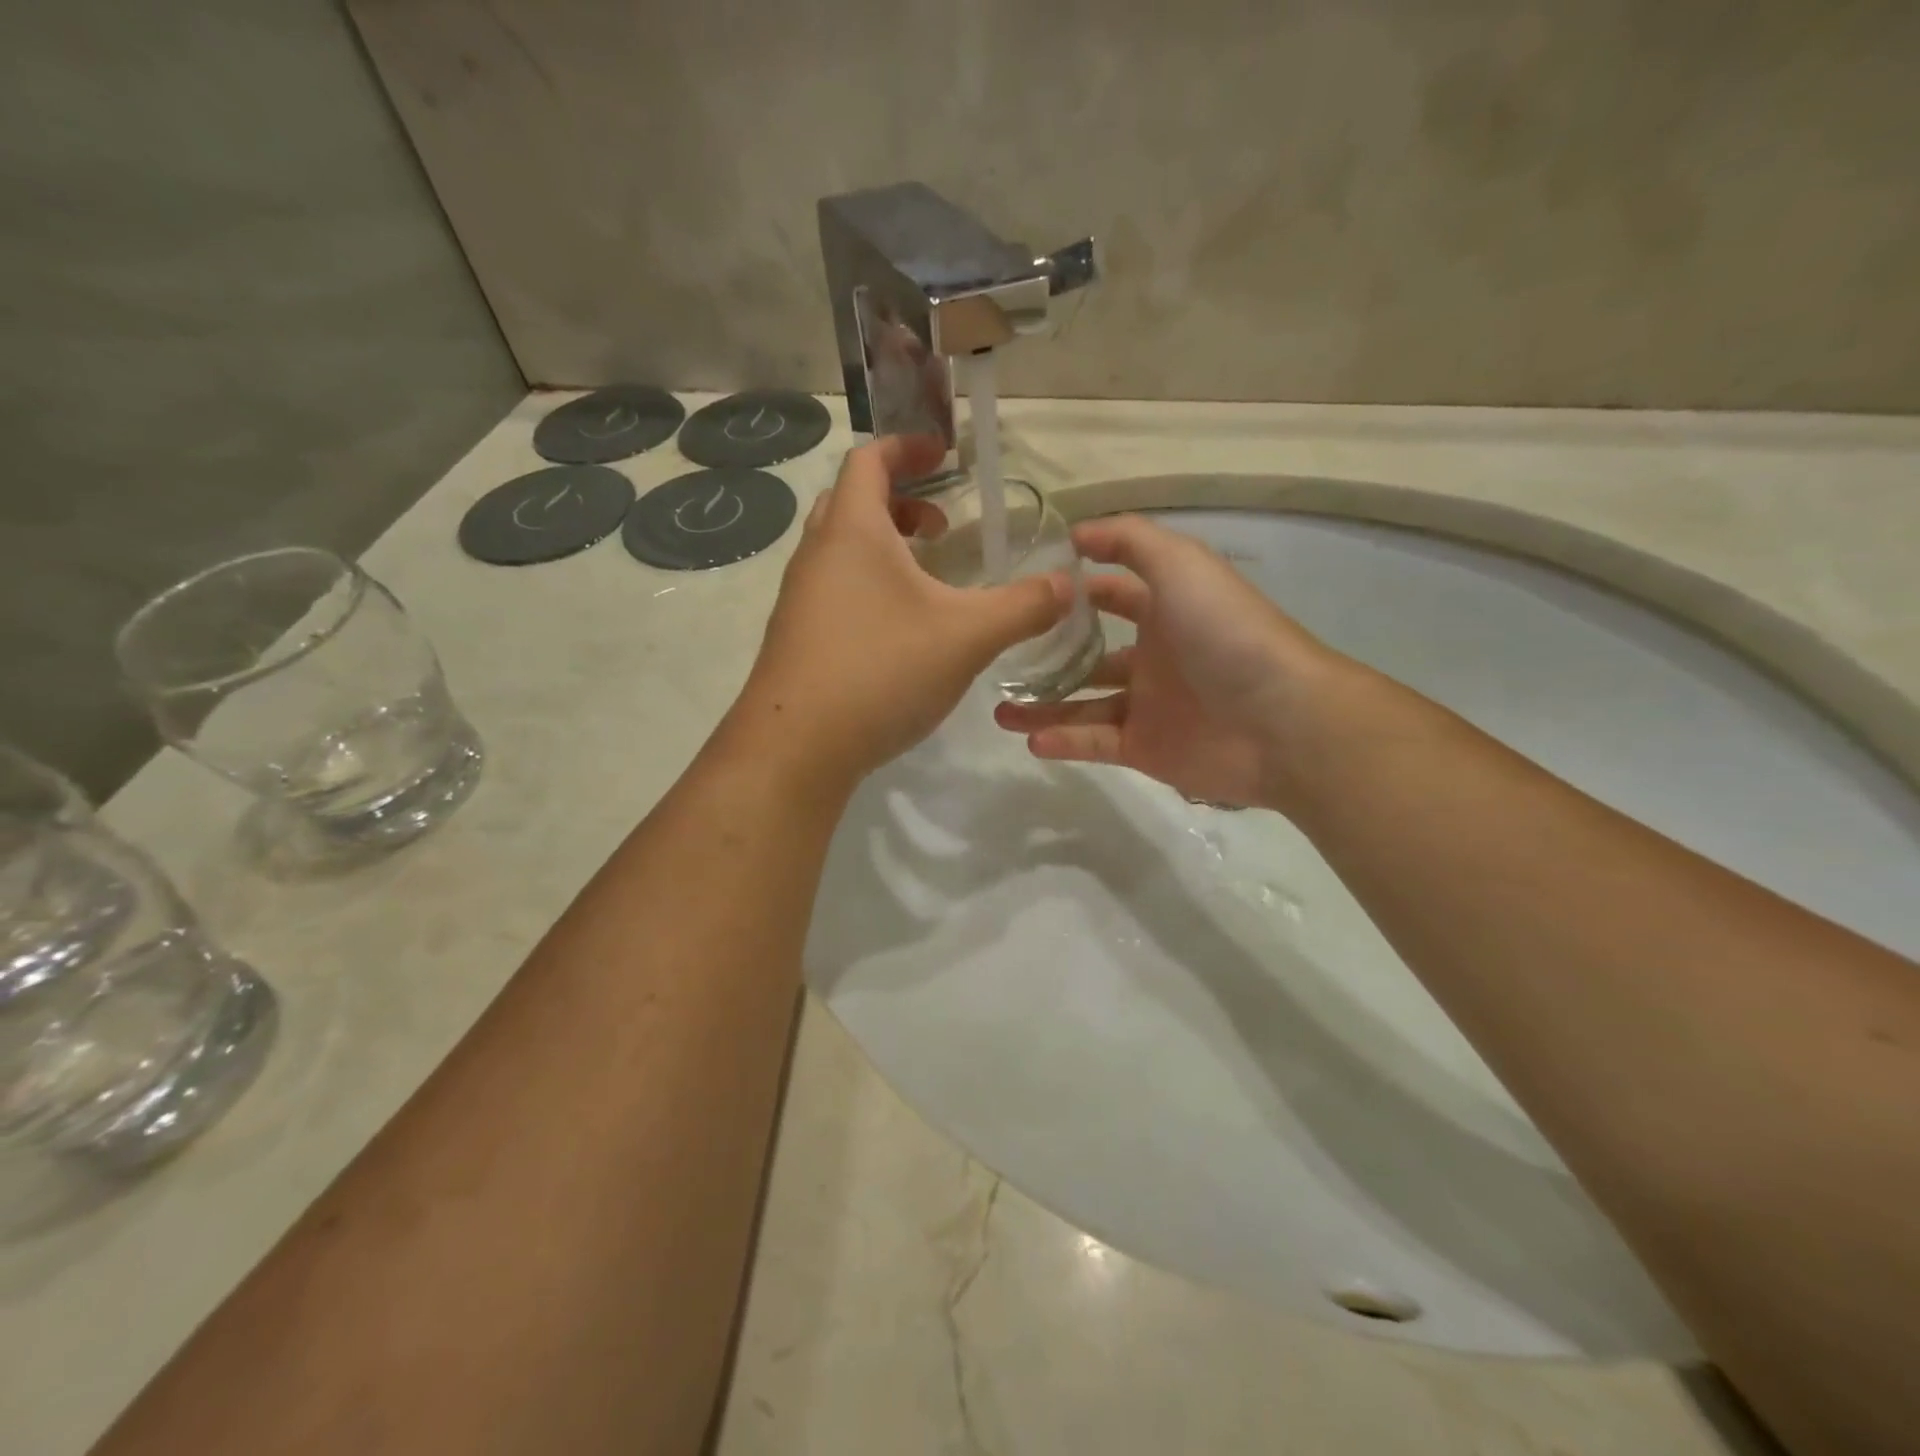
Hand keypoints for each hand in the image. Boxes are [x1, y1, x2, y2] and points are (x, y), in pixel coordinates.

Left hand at [729, 437, 1069, 790]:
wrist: (796, 748)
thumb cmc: (881, 670)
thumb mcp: (966, 636)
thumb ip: (1023, 607)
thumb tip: (1067, 585)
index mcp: (852, 530)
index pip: (869, 459)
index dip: (907, 447)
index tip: (945, 453)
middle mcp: (816, 555)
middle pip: (852, 503)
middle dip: (899, 502)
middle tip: (939, 527)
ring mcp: (799, 599)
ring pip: (841, 552)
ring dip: (883, 550)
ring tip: (926, 581)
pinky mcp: (796, 639)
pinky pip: (833, 592)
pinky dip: (867, 589)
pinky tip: (898, 634)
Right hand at [994, 514, 1338, 812]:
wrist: (1279, 720)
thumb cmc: (1226, 633)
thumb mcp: (1181, 564)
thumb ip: (1131, 541)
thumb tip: (1076, 533)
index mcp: (1166, 611)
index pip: (1113, 595)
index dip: (1075, 591)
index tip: (1026, 592)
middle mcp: (1155, 657)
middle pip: (1090, 656)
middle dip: (1049, 656)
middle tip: (1002, 657)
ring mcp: (1149, 707)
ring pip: (1084, 704)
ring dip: (1043, 706)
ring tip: (1000, 709)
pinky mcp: (1147, 750)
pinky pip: (1096, 743)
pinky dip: (1063, 742)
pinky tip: (1030, 740)